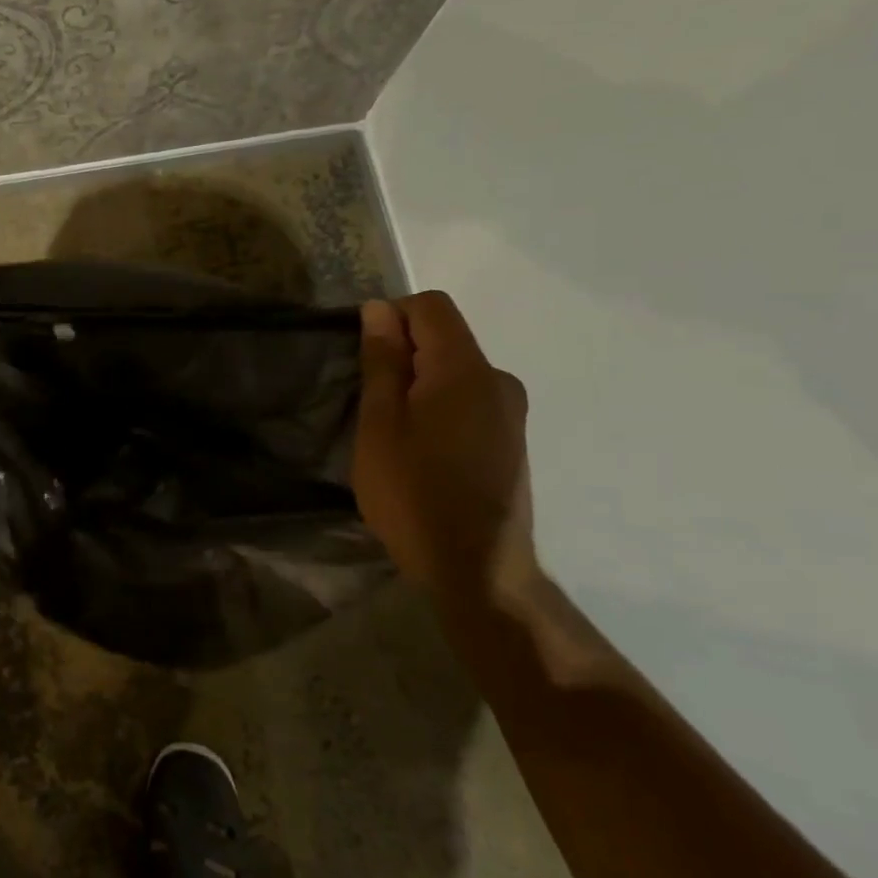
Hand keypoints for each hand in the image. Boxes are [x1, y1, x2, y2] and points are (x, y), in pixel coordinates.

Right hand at [353, 292, 533, 601]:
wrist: (477, 571)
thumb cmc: (414, 493)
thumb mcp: (380, 424)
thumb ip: (383, 361)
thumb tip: (380, 310)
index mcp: (466, 369)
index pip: (431, 306)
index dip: (391, 317)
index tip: (366, 359)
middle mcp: (499, 380)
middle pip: (444, 338)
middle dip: (403, 355)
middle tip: (372, 405)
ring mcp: (511, 413)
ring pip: (455, 372)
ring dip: (419, 385)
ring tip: (393, 434)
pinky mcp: (511, 440)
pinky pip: (469, 400)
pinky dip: (439, 408)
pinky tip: (422, 452)